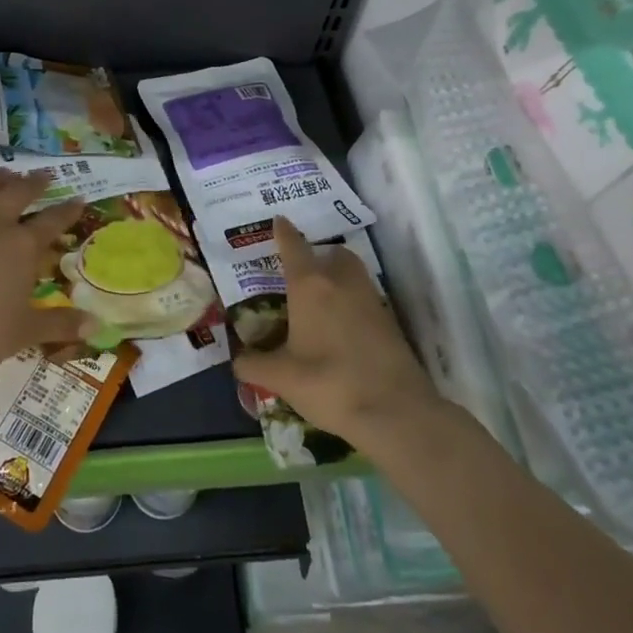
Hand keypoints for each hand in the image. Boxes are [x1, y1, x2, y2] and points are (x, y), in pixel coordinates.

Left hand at [0, 168, 88, 377]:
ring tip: (5, 172)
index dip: (68, 209)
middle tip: (43, 175)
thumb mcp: (26, 332)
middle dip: (34, 183)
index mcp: (22, 247)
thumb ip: (61, 323)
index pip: (53, 221)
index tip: (79, 199)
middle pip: (18, 194)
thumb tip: (96, 325)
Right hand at [231, 217, 439, 442]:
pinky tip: (341, 326)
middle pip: (331, 253)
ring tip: (321, 298)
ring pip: (353, 272)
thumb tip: (238, 361)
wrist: (395, 411)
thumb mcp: (281, 377)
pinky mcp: (390, 320)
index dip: (283, 232)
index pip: (293, 245)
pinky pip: (365, 297)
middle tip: (301, 272)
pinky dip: (352, 301)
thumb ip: (254, 365)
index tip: (278, 221)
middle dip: (318, 255)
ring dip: (338, 275)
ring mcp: (370, 299)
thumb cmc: (328, 383)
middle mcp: (341, 281)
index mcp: (309, 285)